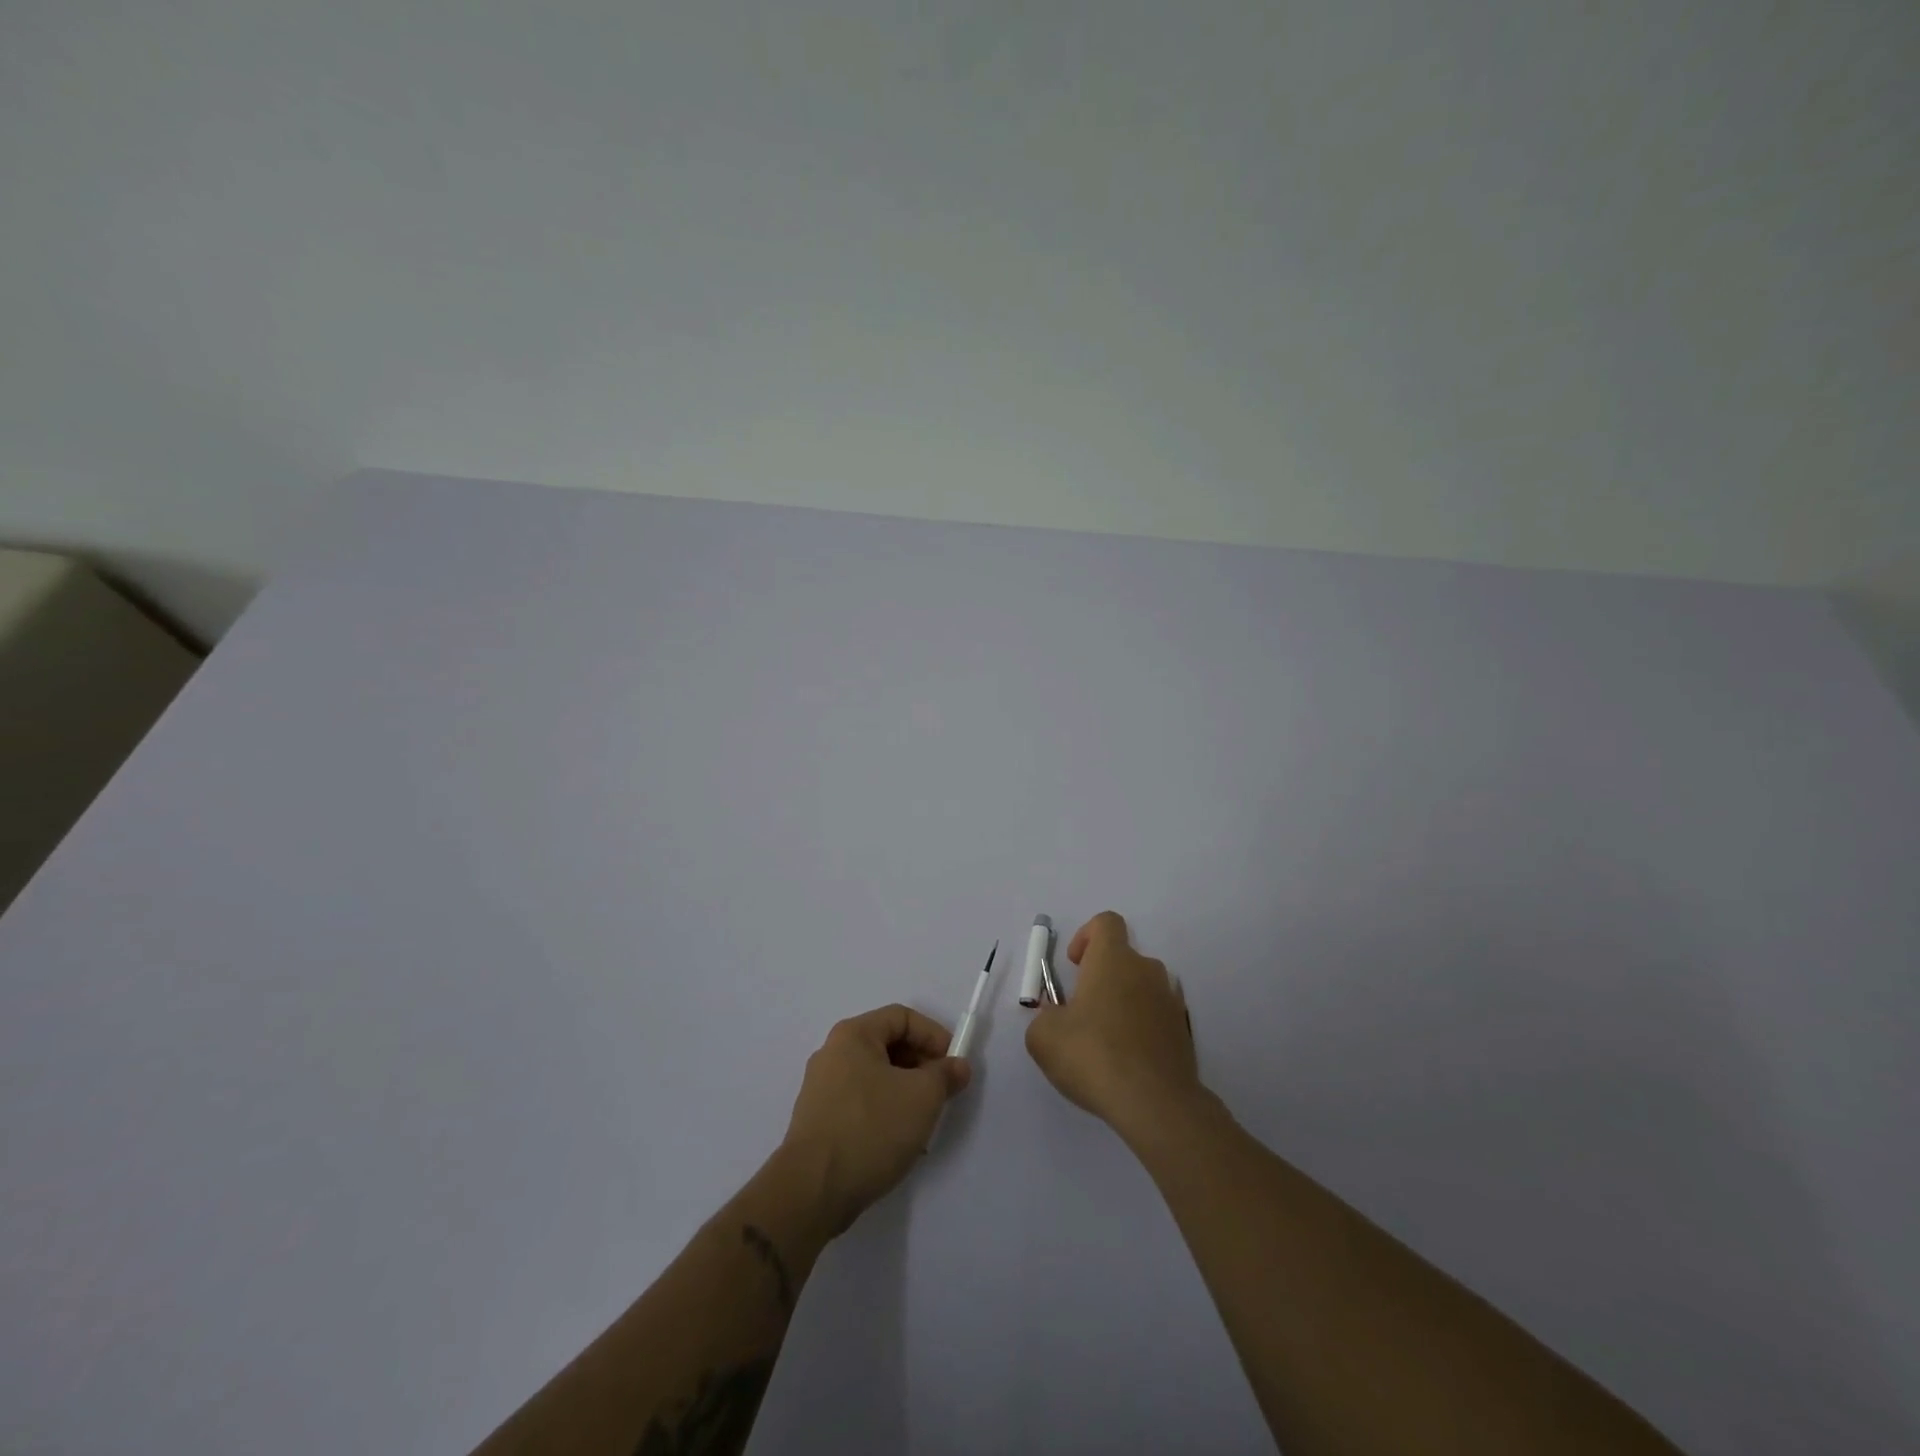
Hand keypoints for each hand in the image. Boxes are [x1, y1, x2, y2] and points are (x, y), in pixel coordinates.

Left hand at [782, 1004, 971, 1232]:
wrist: (812, 1191)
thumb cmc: (870, 1129)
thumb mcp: (922, 1097)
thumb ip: (945, 1075)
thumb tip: (957, 1066)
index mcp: (853, 1035)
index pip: (902, 1017)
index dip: (933, 1035)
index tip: (953, 1064)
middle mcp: (833, 1053)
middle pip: (887, 1045)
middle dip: (921, 1065)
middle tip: (942, 1092)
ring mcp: (822, 1088)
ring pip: (875, 1076)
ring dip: (905, 1091)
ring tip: (924, 1120)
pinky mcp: (819, 1120)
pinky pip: (861, 1102)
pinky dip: (884, 1111)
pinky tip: (898, 1140)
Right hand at [1025, 911, 1202, 1140]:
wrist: (1156, 1103)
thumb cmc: (1094, 1056)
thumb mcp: (1044, 1037)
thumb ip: (1045, 1017)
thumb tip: (1056, 1017)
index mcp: (1113, 959)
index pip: (1106, 922)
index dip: (1086, 936)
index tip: (1074, 965)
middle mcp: (1146, 970)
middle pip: (1123, 958)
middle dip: (1101, 977)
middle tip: (1082, 1013)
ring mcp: (1170, 1000)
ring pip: (1141, 988)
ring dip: (1123, 1003)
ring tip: (1105, 1041)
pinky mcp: (1184, 1031)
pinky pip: (1157, 1016)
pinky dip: (1142, 1028)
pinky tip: (1128, 1060)